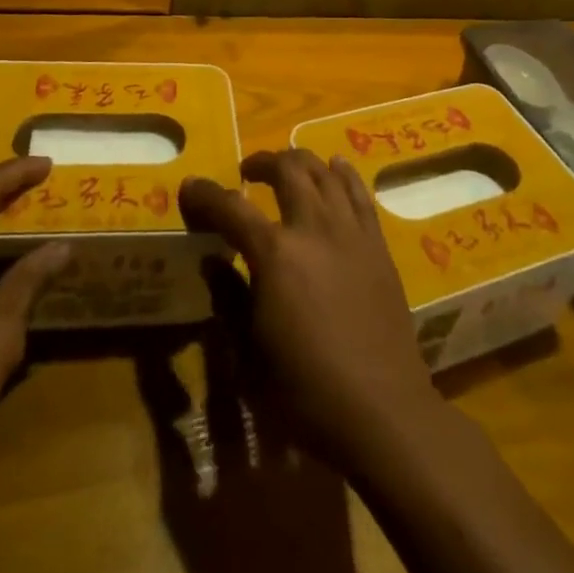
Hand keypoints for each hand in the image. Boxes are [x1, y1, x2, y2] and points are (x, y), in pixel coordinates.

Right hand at [179, 150, 441, 466]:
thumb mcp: (250, 354)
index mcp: (275, 254)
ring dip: (300, 162)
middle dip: (261, 163)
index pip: (231, 208)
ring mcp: (350, 231)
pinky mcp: (377, 243)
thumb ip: (230, 298)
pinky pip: (359, 192)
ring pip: (324, 171)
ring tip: (287, 169)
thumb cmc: (306, 391)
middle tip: (247, 173)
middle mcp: (313, 227)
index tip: (190, 187)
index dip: (205, 195)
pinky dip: (342, 173)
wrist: (382, 410)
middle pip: (286, 170)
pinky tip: (335, 167)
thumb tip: (213, 261)